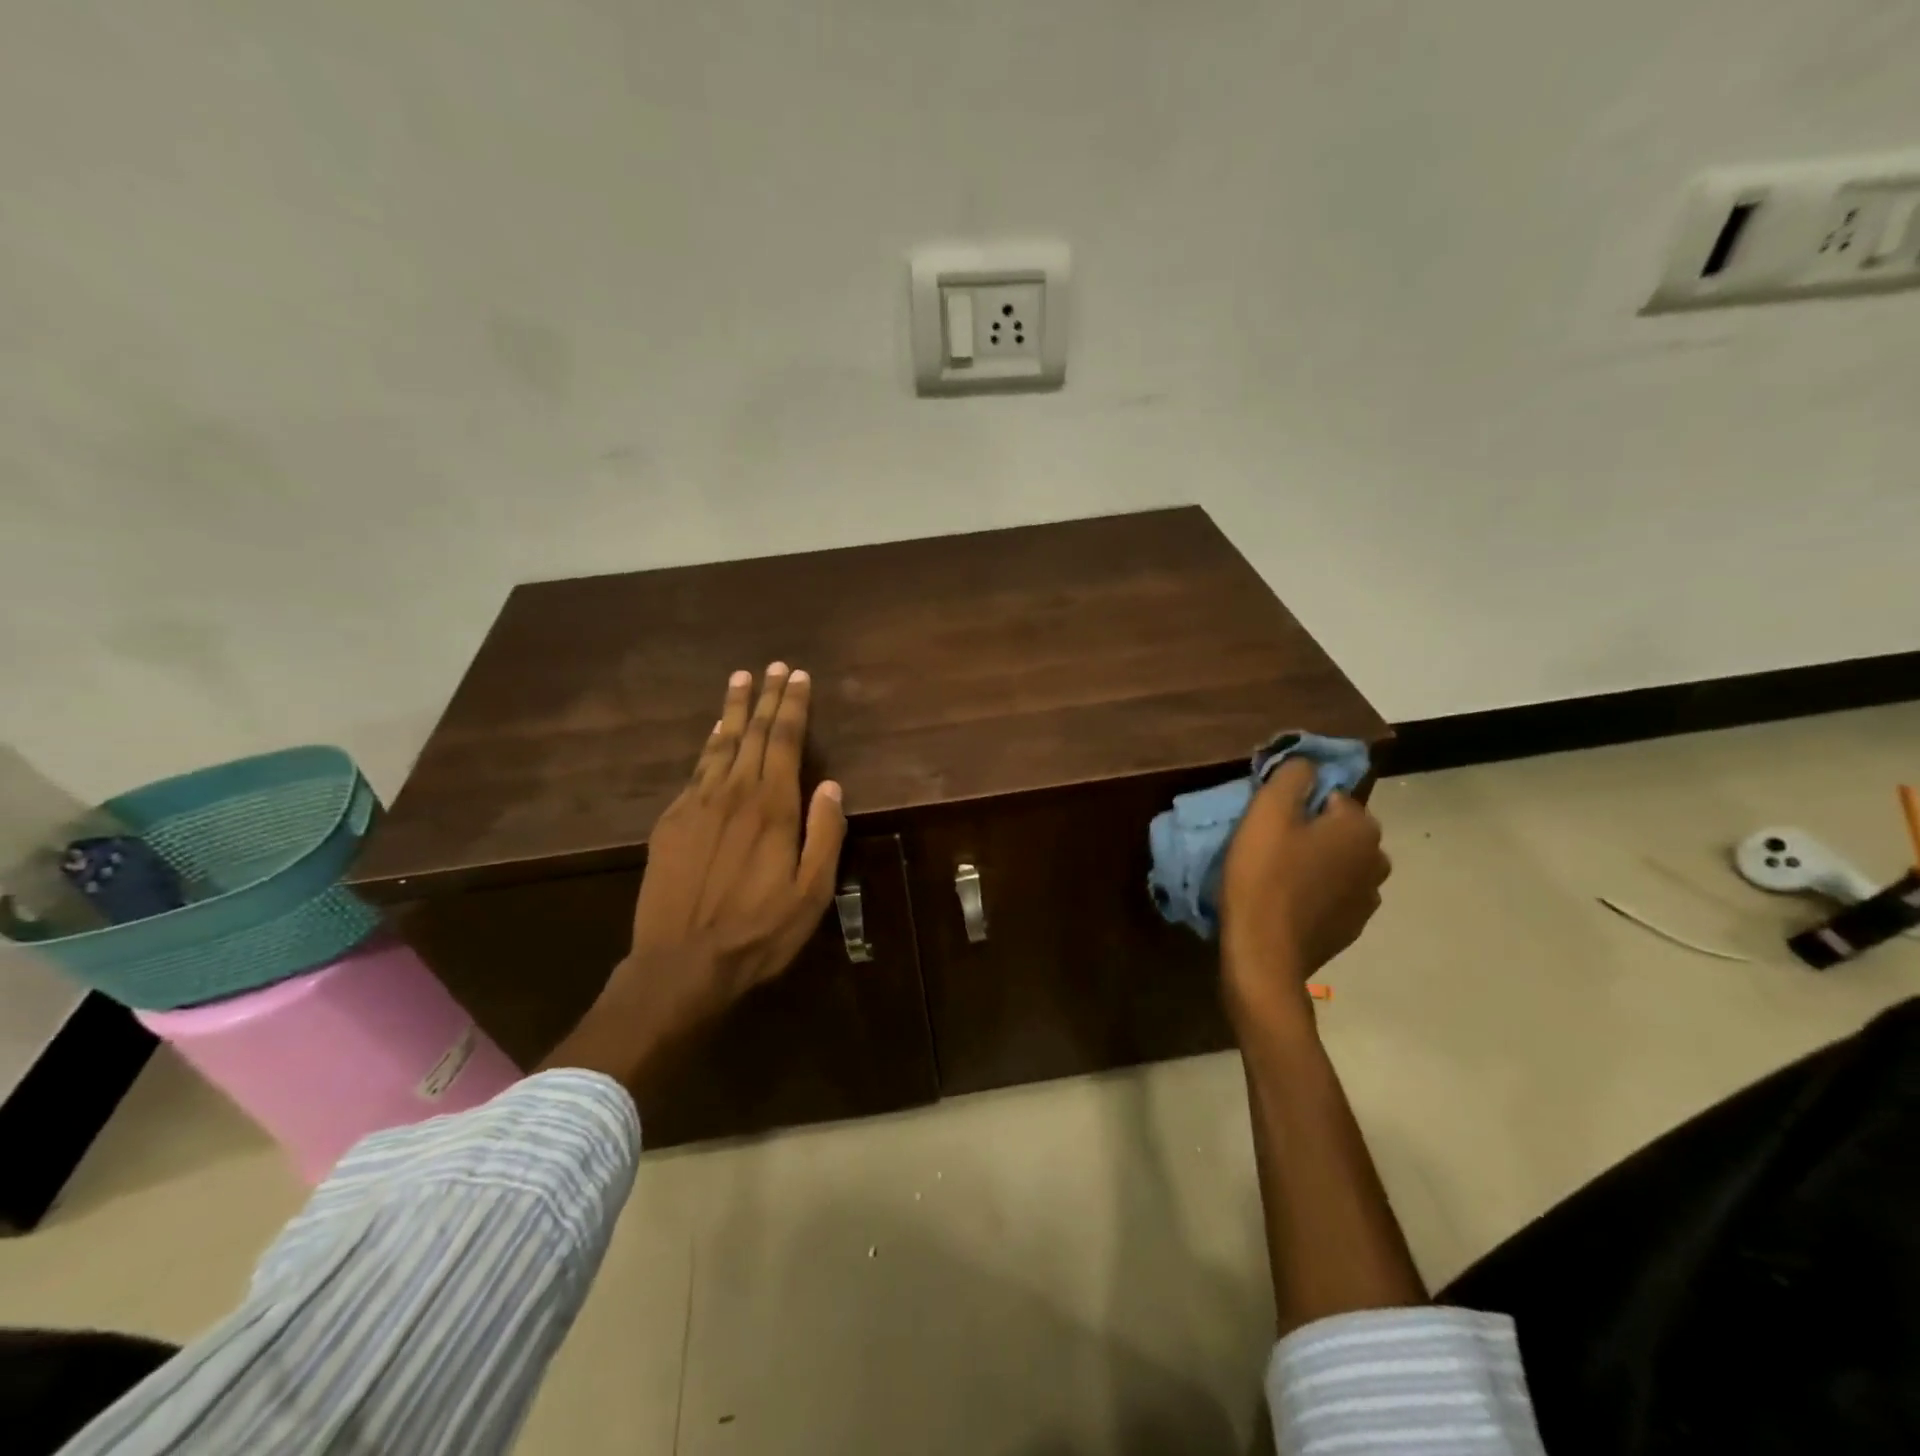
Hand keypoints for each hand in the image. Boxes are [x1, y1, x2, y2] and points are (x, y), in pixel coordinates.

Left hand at [561, 665, 845, 1082]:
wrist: (680, 964)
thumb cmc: (757, 932)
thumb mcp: (811, 893)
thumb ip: (824, 835)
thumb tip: (831, 785)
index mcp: (772, 808)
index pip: (785, 742)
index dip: (793, 706)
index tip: (798, 676)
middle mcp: (733, 794)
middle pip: (752, 734)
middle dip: (765, 698)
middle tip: (772, 667)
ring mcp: (696, 805)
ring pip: (719, 745)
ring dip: (733, 711)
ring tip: (739, 681)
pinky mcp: (671, 822)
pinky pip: (695, 770)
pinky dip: (708, 745)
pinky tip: (714, 735)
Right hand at [1220, 758, 1388, 1026]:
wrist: (1264, 953)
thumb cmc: (1263, 875)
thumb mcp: (1267, 812)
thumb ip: (1291, 775)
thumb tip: (1306, 762)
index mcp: (1360, 827)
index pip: (1330, 795)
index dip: (1296, 804)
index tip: (1268, 821)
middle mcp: (1377, 859)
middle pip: (1337, 830)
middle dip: (1310, 832)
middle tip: (1269, 846)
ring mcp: (1368, 899)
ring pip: (1337, 863)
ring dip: (1314, 863)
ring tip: (1276, 876)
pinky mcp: (1352, 928)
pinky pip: (1334, 895)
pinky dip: (1315, 893)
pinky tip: (1286, 903)